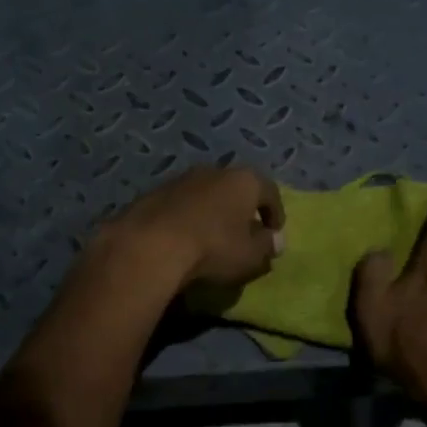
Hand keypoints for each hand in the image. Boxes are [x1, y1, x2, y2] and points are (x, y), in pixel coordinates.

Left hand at [102, 165, 285, 291]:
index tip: (274, 233)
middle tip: (243, 232)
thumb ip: (267, 246)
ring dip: (212, 212)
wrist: (150, 245)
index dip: (275, 213)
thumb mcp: (250, 255)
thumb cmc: (213, 247)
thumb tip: (276, 241)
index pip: (270, 192)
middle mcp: (214, 170)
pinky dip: (187, 218)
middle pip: (236, 188)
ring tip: (211, 237)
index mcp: (244, 180)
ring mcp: (181, 179)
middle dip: (241, 209)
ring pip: (206, 194)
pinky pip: (180, 204)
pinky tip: (184, 238)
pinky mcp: (154, 192)